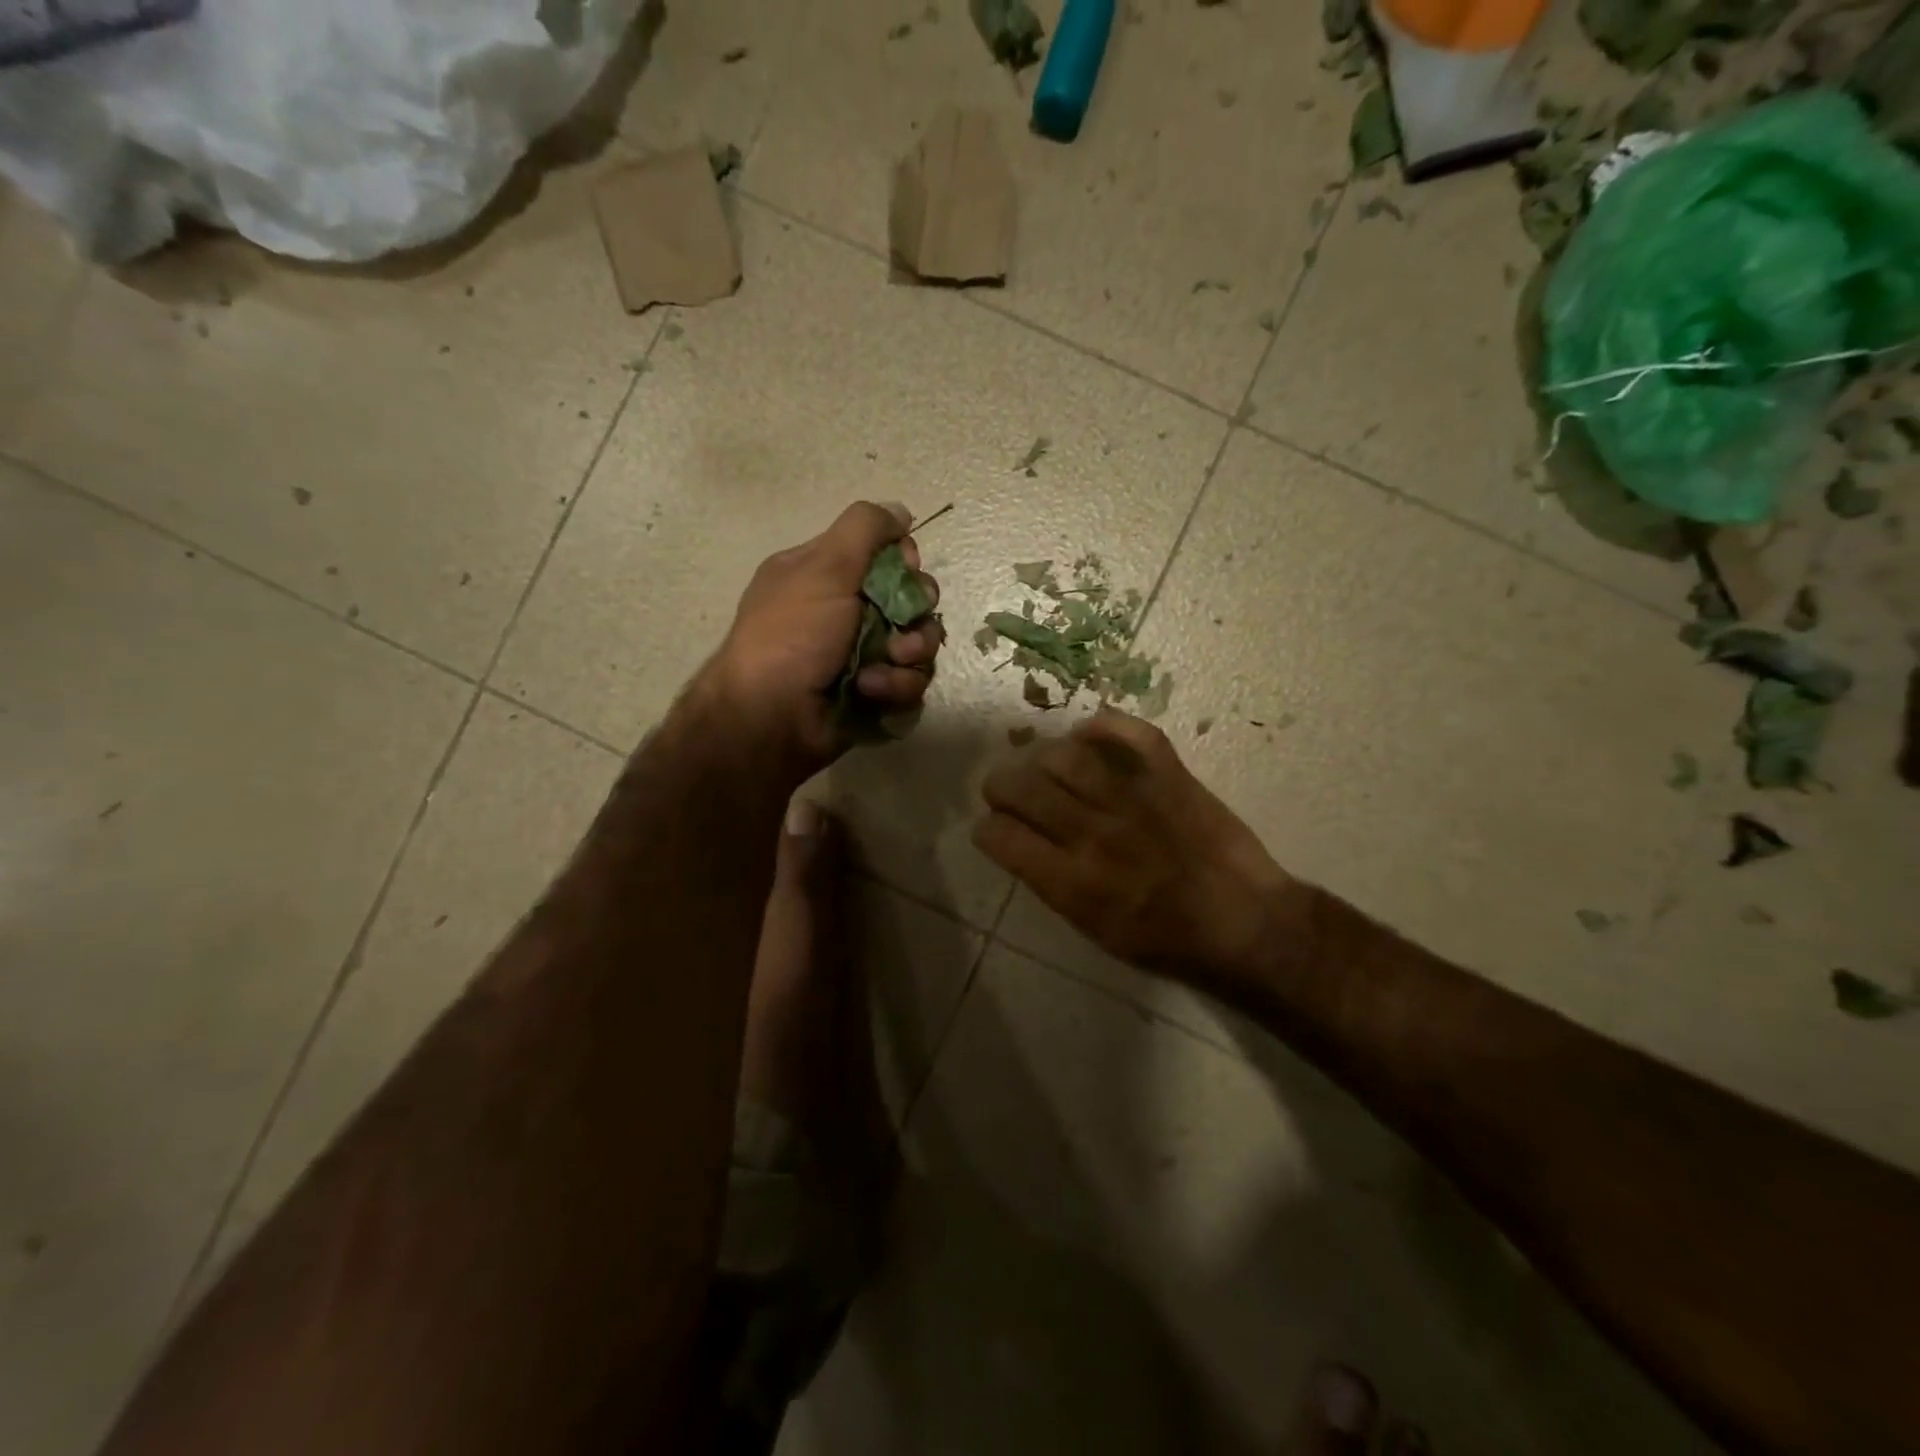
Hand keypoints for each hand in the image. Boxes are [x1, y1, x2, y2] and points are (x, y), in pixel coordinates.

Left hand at [700, 501, 942, 774]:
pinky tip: (870, 694)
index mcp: (827, 576)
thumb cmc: (792, 635)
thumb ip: (864, 528)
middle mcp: (846, 614)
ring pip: (919, 647)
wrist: (770, 718)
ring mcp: (862, 657)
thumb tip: (900, 511)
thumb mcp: (823, 566)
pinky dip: (895, 689)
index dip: (905, 563)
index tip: (904, 569)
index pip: (887, 557)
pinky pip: (910, 684)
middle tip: (901, 629)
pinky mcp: (874, 695)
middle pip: (912, 603)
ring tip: (881, 670)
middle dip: (916, 616)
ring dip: (907, 658)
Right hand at [974, 712, 1300, 985]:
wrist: (1246, 926)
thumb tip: (1025, 844)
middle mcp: (1092, 834)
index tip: (995, 828)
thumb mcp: (1095, 931)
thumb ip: (1053, 884)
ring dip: (1043, 757)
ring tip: (1048, 766)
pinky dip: (1103, 725)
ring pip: (1063, 755)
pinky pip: (1129, 733)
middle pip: (1020, 787)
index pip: (1000, 834)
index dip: (988, 828)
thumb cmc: (1167, 942)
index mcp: (1070, 882)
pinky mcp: (1170, 776)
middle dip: (1001, 785)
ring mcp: (1132, 799)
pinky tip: (1088, 734)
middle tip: (1009, 791)